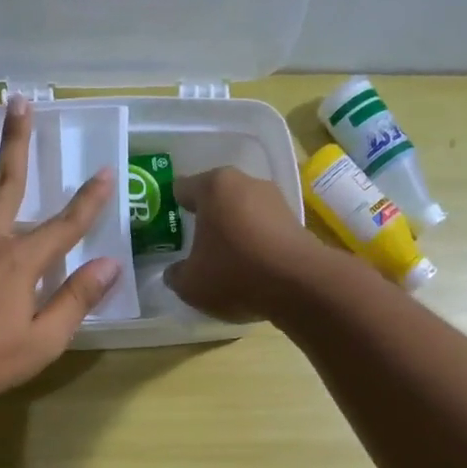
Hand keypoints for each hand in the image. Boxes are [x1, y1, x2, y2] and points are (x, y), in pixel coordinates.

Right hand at [163, 167, 316, 322]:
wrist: (299, 284)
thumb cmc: (234, 273)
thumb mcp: (191, 283)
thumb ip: (176, 275)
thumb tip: (175, 272)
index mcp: (213, 186)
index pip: (183, 188)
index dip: (172, 206)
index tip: (168, 225)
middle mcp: (245, 182)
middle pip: (217, 198)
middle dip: (206, 218)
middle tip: (195, 244)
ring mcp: (275, 200)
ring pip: (243, 213)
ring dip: (234, 231)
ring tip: (224, 259)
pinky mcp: (296, 221)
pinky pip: (264, 230)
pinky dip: (255, 243)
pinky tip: (251, 266)